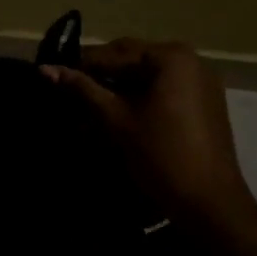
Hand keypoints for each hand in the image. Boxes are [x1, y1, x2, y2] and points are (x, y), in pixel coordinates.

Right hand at [42, 39, 256, 231]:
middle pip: (135, 59)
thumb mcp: (117, 120)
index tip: (54, 75)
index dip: (82, 64)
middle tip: (70, 90)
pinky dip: (143, 96)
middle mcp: (191, 59)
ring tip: (91, 103)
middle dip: (103, 74)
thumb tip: (45, 69)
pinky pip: (166, 88)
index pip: (116, 52)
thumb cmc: (161, 156)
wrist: (211, 204)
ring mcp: (202, 81)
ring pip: (150, 75)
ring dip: (121, 86)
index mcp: (171, 56)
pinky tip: (122, 113)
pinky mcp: (206, 102)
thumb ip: (83, 90)